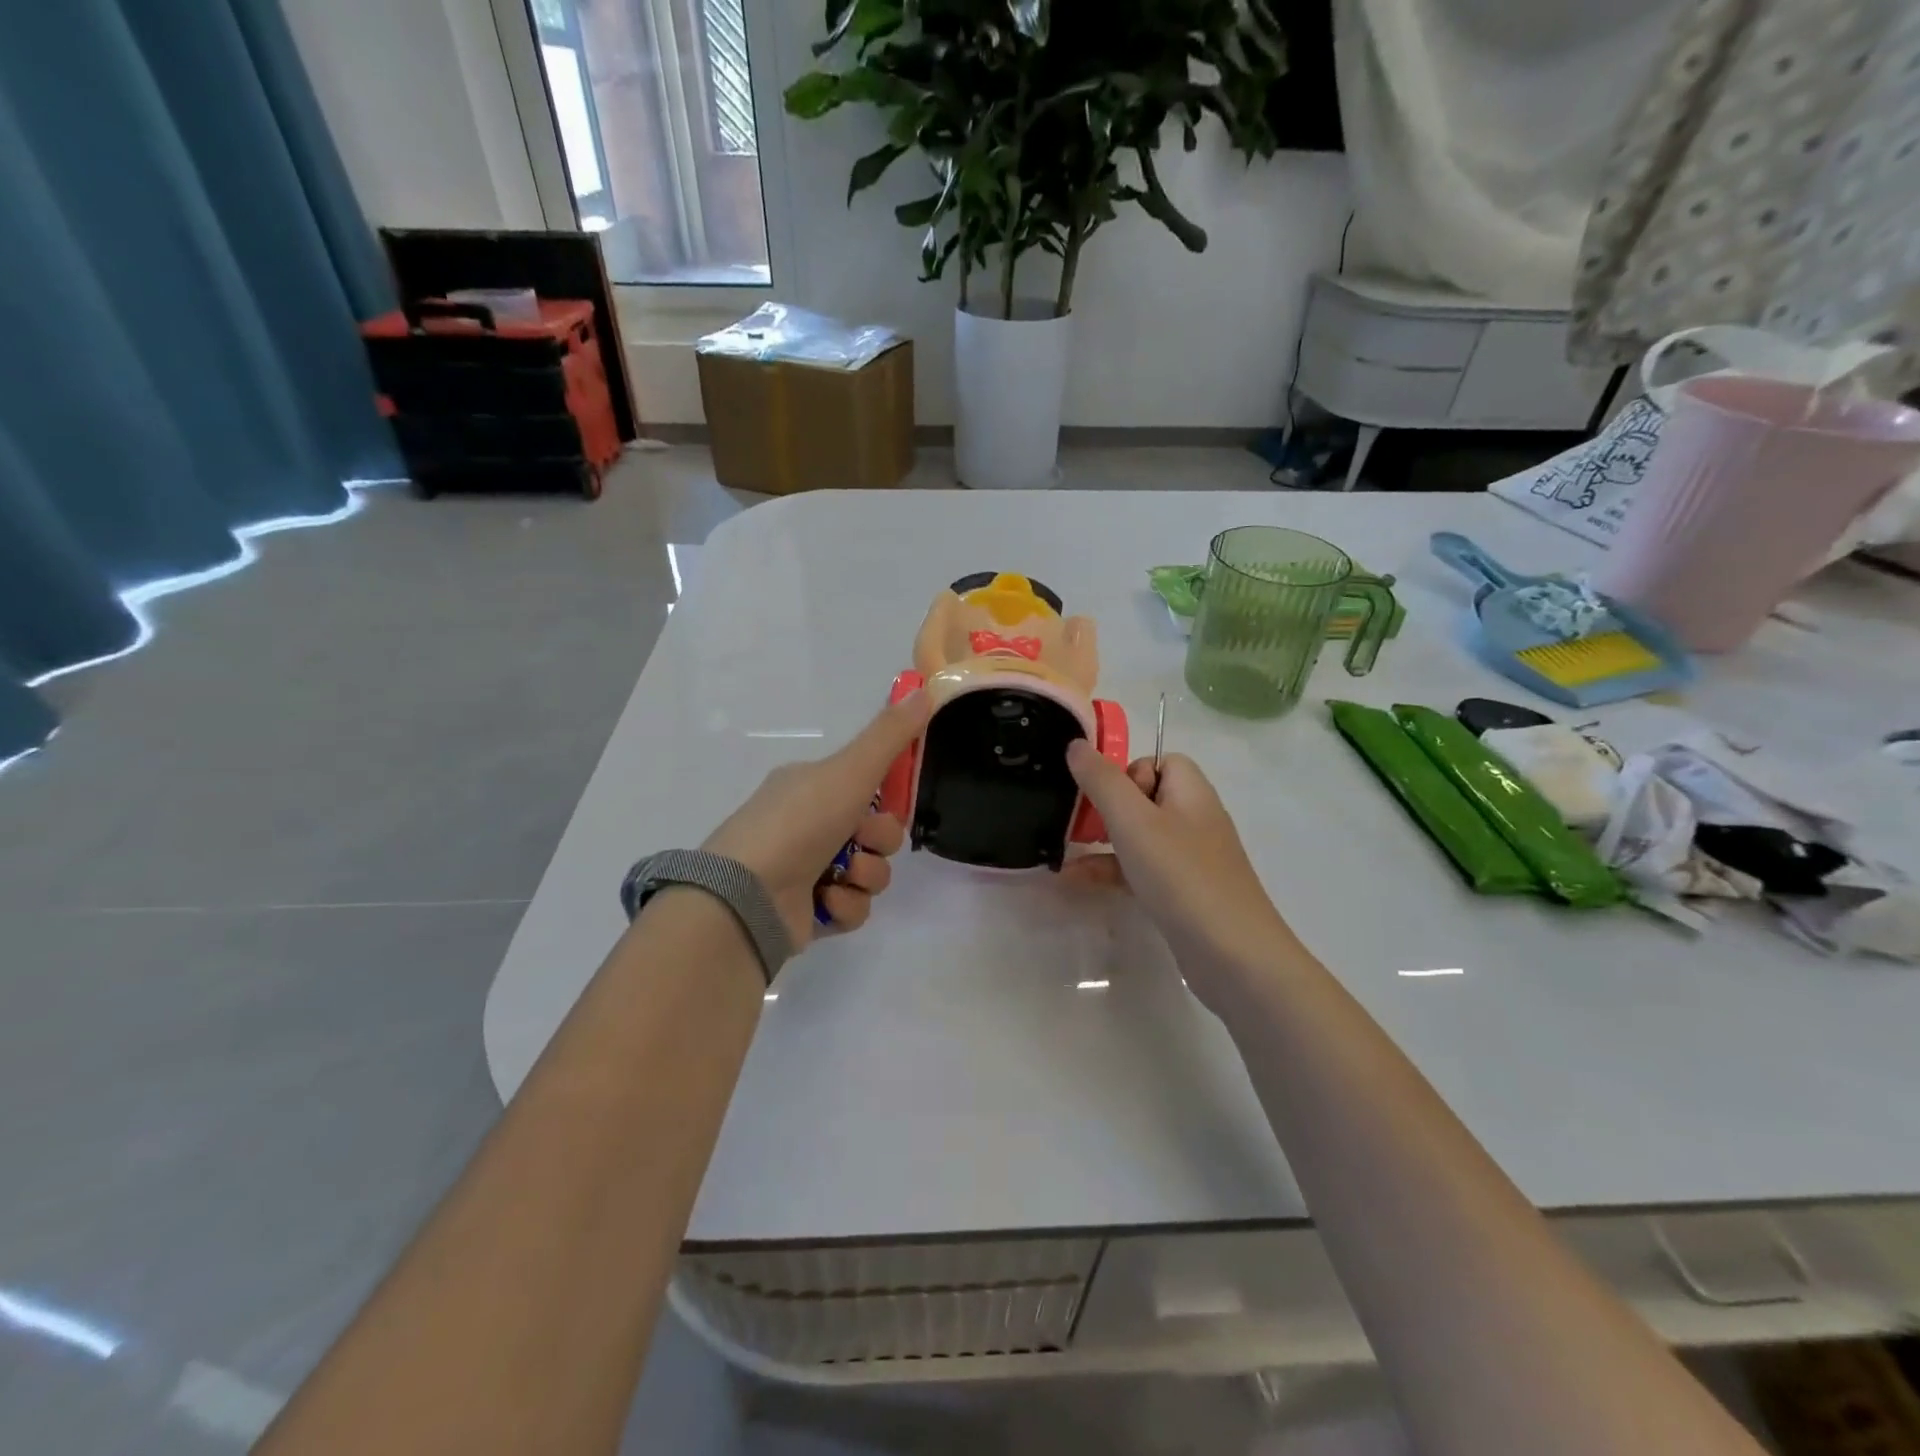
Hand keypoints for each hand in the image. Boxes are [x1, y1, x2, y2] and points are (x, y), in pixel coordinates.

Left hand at [703, 693, 930, 945]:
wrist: (747, 895)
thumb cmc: (798, 822)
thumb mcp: (850, 770)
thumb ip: (890, 734)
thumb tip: (927, 688)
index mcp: (813, 786)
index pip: (869, 786)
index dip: (890, 796)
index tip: (899, 799)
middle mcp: (809, 825)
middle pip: (877, 832)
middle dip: (879, 840)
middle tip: (861, 840)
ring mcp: (807, 870)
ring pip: (870, 872)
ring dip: (865, 875)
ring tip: (840, 877)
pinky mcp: (810, 912)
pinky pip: (853, 907)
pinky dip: (845, 905)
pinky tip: (824, 901)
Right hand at [1063, 741, 1299, 1008]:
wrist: (1234, 957)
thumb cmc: (1181, 877)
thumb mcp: (1133, 822)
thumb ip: (1102, 780)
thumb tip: (1076, 743)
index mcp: (1191, 792)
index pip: (1160, 760)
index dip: (1127, 772)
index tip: (1106, 797)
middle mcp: (1194, 819)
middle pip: (1145, 796)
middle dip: (1107, 808)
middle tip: (1081, 826)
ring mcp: (1190, 859)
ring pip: (1140, 835)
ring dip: (1102, 841)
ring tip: (1065, 854)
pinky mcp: (1183, 892)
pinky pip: (1142, 869)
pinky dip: (1113, 871)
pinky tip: (1078, 883)